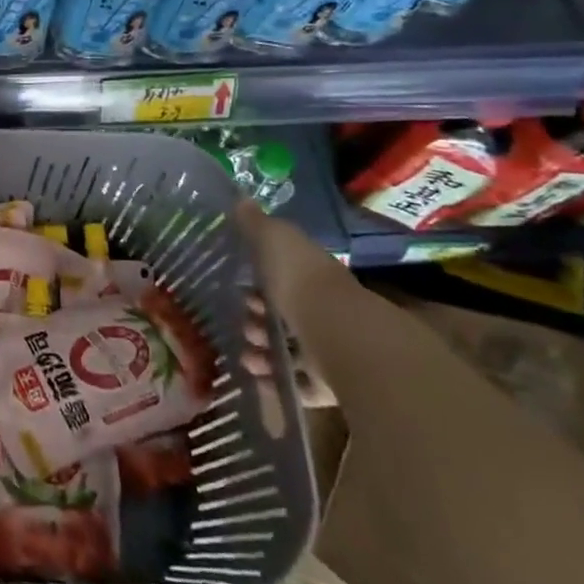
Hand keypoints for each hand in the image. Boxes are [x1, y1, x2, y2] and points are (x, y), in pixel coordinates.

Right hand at [234, 201, 344, 411]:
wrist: (342, 338)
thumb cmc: (303, 283)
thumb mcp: (275, 242)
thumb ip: (257, 224)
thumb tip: (241, 198)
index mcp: (313, 276)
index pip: (286, 278)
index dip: (260, 284)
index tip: (240, 290)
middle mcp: (325, 310)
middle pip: (286, 316)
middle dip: (258, 321)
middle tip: (243, 326)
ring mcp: (331, 348)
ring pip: (291, 351)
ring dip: (264, 353)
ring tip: (247, 357)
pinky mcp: (334, 384)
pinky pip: (301, 384)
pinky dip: (279, 382)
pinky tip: (259, 380)